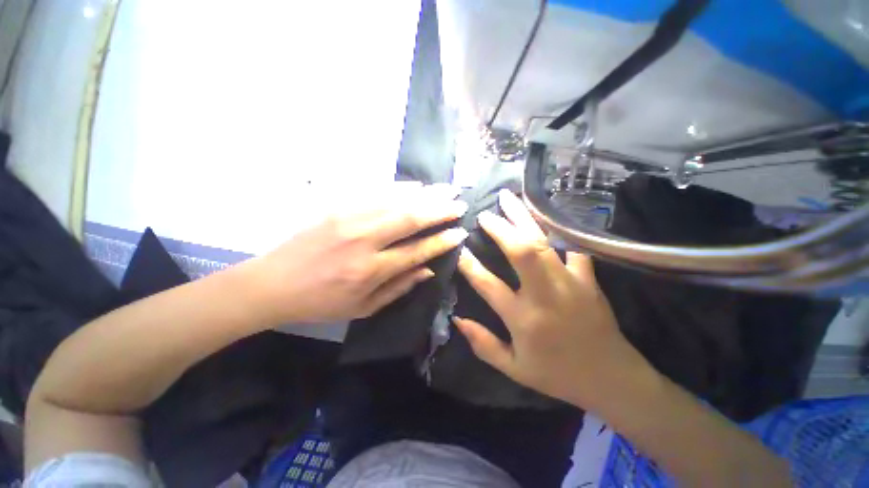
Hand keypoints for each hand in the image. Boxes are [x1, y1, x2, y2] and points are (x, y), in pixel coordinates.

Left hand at [251, 184, 467, 324]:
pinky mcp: (337, 206)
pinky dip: (400, 187)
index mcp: (371, 270)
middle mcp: (364, 240)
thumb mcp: (363, 308)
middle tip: (460, 204)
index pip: (417, 250)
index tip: (460, 233)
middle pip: (410, 218)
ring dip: (425, 194)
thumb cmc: (321, 302)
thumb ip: (399, 287)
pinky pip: (375, 192)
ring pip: (396, 200)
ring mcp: (349, 218)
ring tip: (447, 189)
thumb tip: (429, 269)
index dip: (442, 241)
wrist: (273, 283)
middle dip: (440, 210)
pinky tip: (417, 185)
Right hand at [455, 190, 650, 407]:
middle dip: (501, 229)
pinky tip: (547, 212)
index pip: (489, 285)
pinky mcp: (588, 278)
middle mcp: (545, 296)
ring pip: (545, 242)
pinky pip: (573, 245)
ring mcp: (570, 283)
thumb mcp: (514, 369)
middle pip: (521, 253)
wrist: (611, 378)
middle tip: (485, 214)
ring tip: (509, 199)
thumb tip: (457, 319)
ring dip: (524, 218)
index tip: (459, 248)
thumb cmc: (558, 375)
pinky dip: (560, 226)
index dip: (470, 265)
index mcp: (524, 319)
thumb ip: (483, 344)